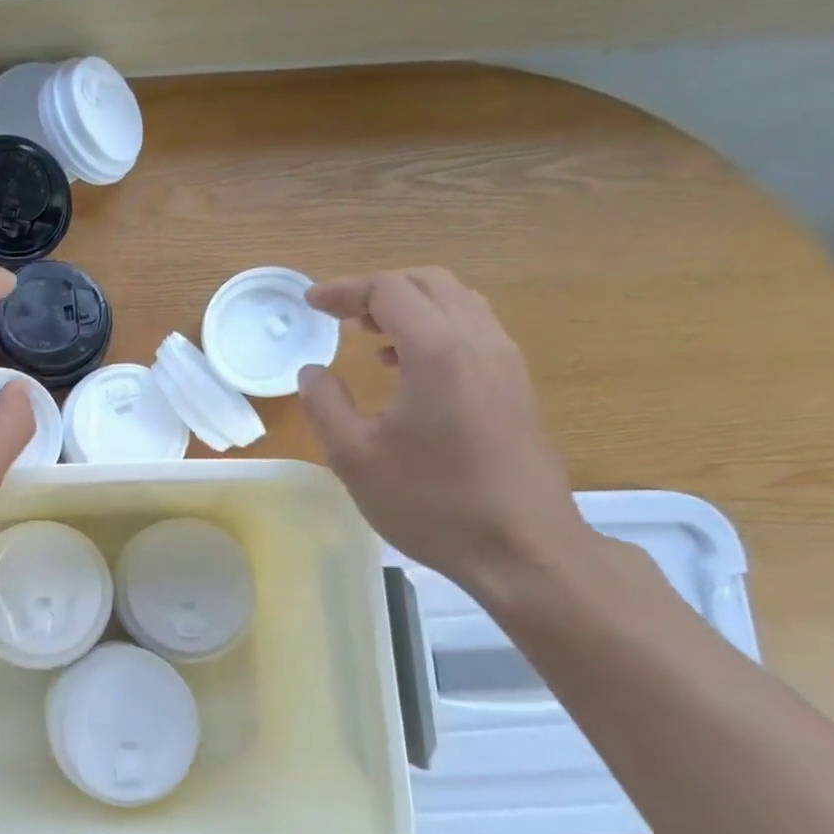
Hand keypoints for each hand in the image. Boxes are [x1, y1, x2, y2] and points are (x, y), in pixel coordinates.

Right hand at [296, 268, 587, 596]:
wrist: (522, 549)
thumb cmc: (432, 503)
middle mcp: (479, 342)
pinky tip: (405, 367)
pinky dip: (432, 329)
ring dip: (408, 307)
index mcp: (438, 351)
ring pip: (456, 303)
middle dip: (378, 290)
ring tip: (367, 335)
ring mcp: (504, 362)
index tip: (310, 304)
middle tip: (338, 314)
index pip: (390, 291)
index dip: (345, 290)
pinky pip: (471, 331)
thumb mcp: (355, 457)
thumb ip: (325, 404)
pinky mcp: (514, 386)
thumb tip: (312, 373)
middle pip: (429, 283)